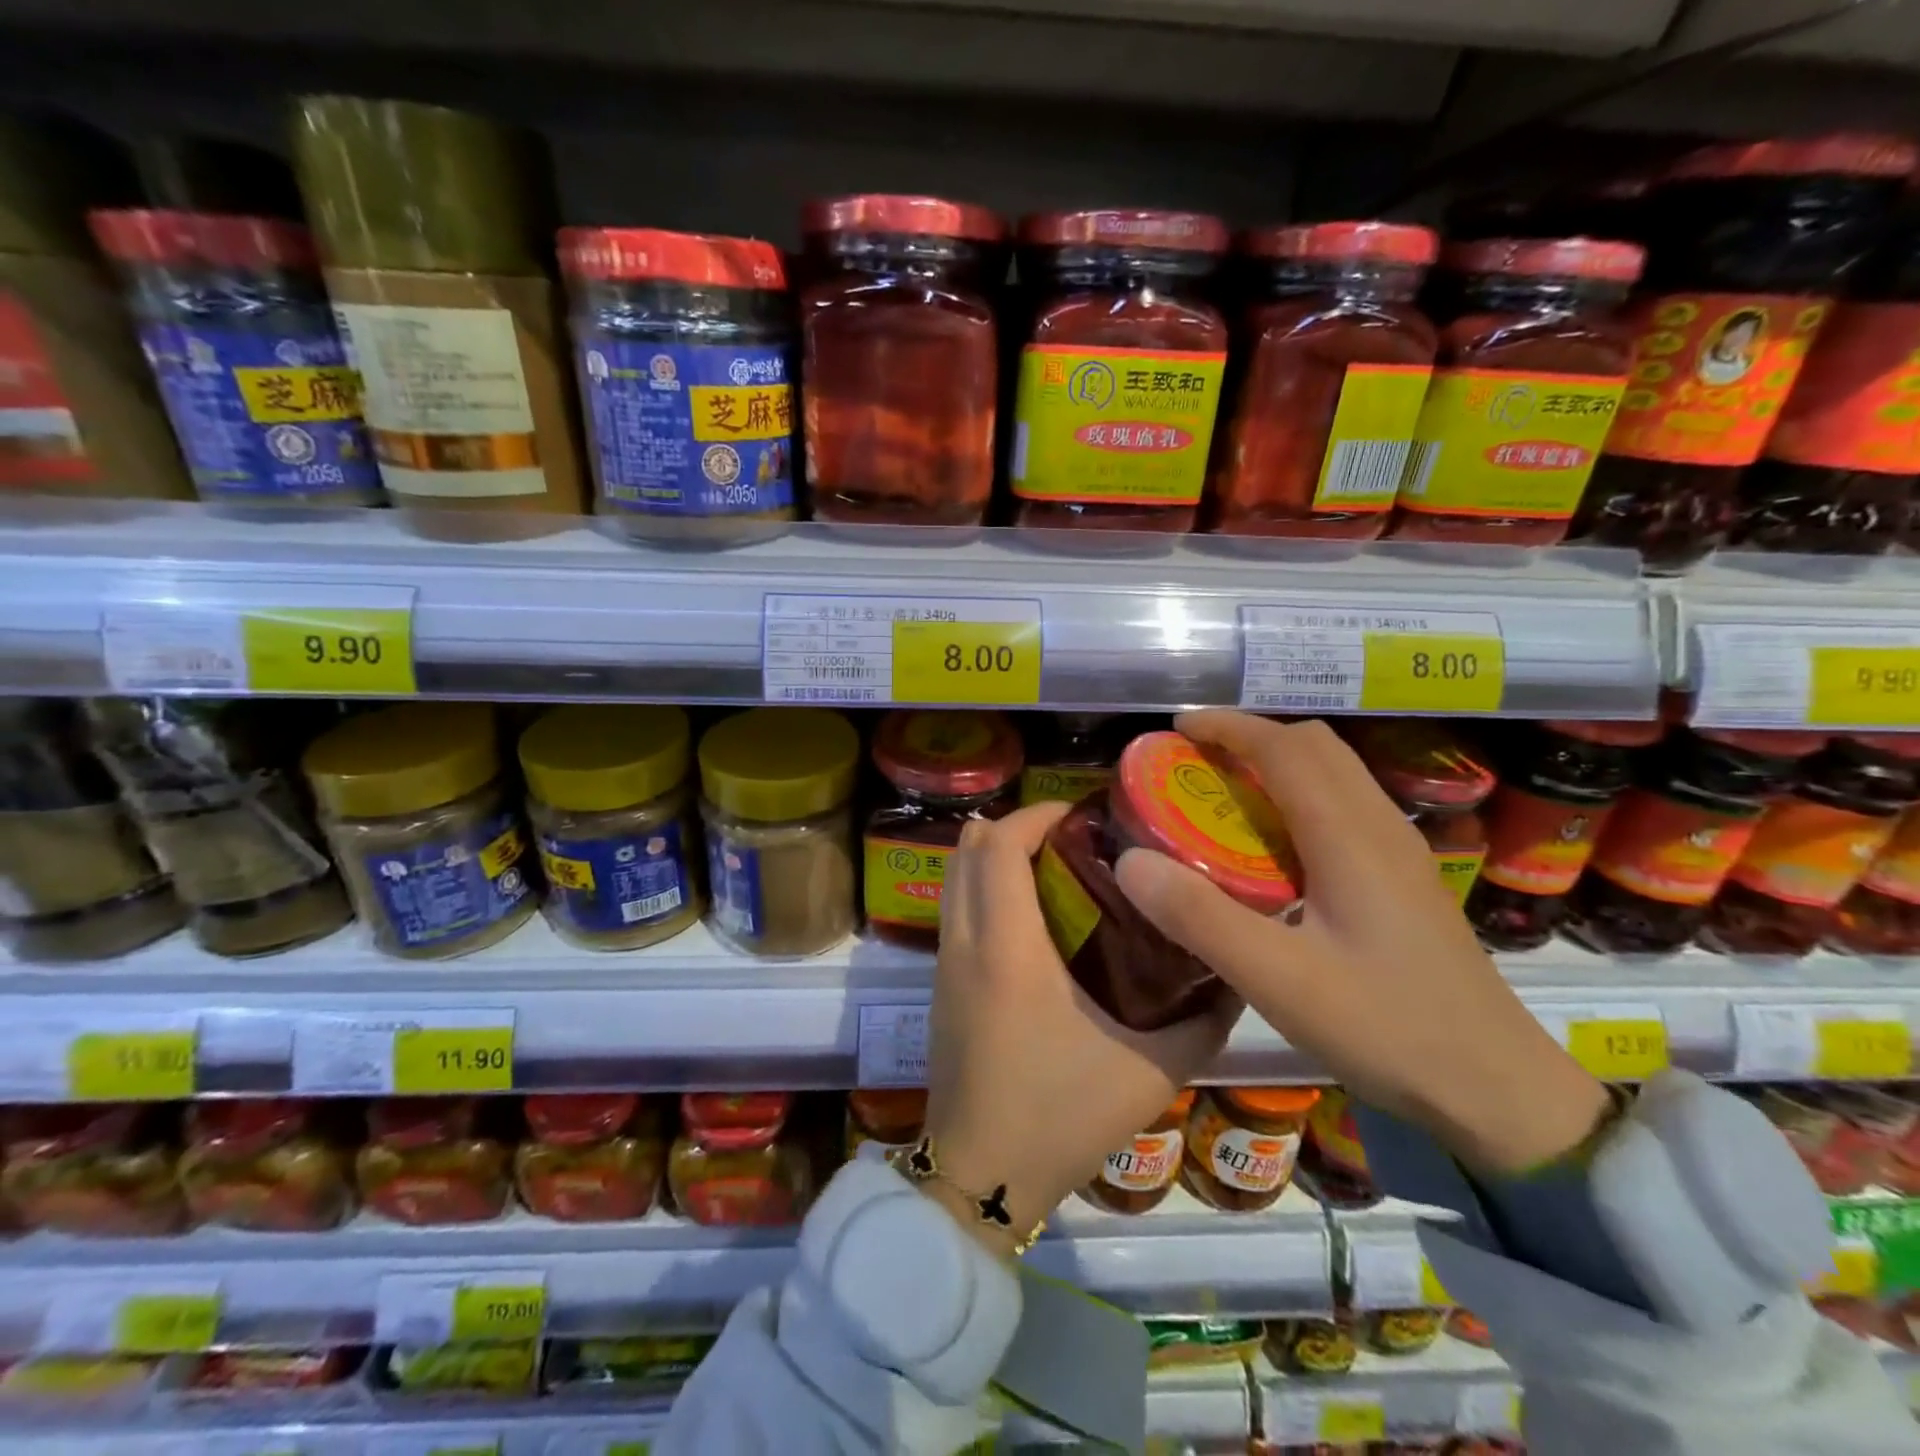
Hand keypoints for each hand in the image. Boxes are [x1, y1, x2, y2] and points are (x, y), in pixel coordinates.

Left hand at [923, 801, 1241, 1255]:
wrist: (980, 1177)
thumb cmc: (1060, 1117)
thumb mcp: (1150, 1071)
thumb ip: (1201, 1020)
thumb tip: (1233, 972)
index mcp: (1007, 948)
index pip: (1000, 846)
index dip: (1035, 815)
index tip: (1082, 815)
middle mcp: (964, 942)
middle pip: (967, 849)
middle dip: (1015, 827)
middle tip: (1073, 836)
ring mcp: (944, 963)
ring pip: (954, 877)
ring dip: (994, 855)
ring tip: (1053, 865)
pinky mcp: (940, 984)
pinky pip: (953, 908)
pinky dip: (982, 886)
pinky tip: (1030, 913)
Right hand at [1113, 711, 1609, 1174]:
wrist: (1499, 1089)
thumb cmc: (1387, 1028)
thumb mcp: (1278, 980)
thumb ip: (1201, 918)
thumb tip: (1129, 861)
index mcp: (1350, 838)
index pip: (1286, 748)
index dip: (1229, 727)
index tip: (1177, 728)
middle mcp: (1381, 827)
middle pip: (1317, 746)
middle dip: (1252, 736)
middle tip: (1196, 762)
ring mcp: (1402, 852)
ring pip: (1337, 772)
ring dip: (1279, 761)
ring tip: (1227, 794)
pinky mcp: (1407, 878)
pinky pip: (1347, 805)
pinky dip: (1301, 794)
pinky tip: (1276, 846)